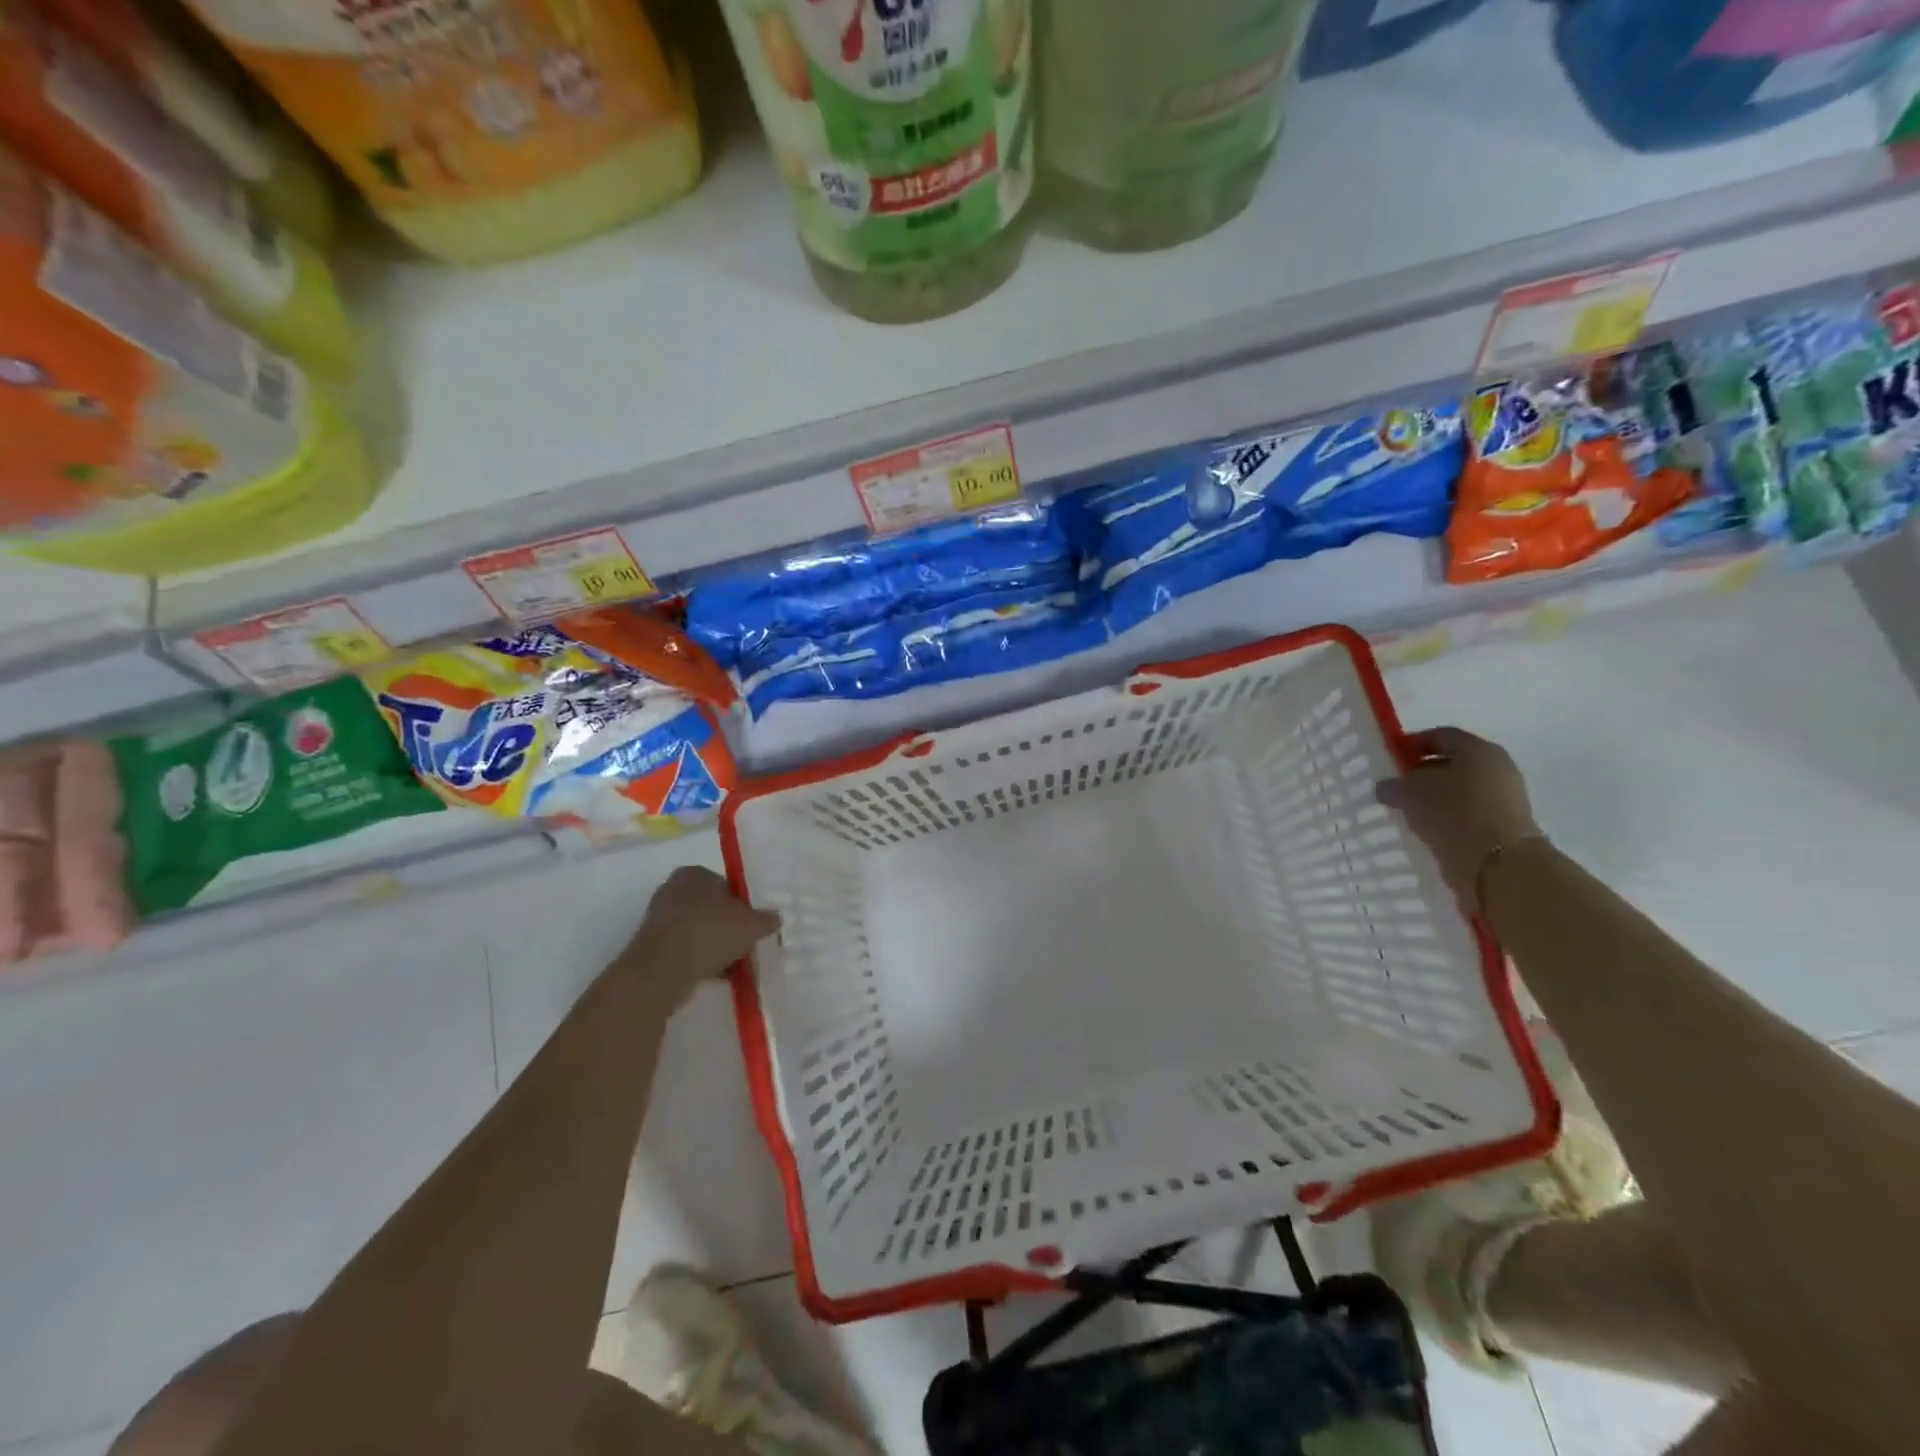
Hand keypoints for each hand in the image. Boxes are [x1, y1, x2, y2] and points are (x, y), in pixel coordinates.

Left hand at [620, 866, 780, 1002]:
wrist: (662, 970)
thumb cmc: (710, 933)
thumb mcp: (751, 925)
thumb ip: (766, 919)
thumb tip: (775, 918)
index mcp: (694, 873)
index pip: (726, 885)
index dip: (744, 906)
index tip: (754, 926)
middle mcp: (673, 890)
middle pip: (712, 909)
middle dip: (729, 928)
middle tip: (746, 946)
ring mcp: (659, 919)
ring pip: (699, 931)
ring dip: (716, 947)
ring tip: (734, 967)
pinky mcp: (652, 946)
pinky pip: (685, 950)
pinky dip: (700, 961)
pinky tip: (716, 977)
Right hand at [1375, 727, 1543, 913]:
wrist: (1498, 864)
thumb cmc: (1453, 813)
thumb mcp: (1410, 792)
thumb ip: (1393, 784)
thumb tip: (1387, 787)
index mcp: (1479, 749)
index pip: (1440, 736)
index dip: (1412, 743)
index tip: (1389, 758)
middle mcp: (1497, 768)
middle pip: (1452, 763)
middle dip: (1422, 772)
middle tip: (1396, 785)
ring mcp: (1504, 799)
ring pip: (1459, 790)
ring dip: (1433, 798)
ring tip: (1407, 811)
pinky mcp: (1503, 826)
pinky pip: (1466, 814)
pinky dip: (1446, 817)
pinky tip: (1426, 829)